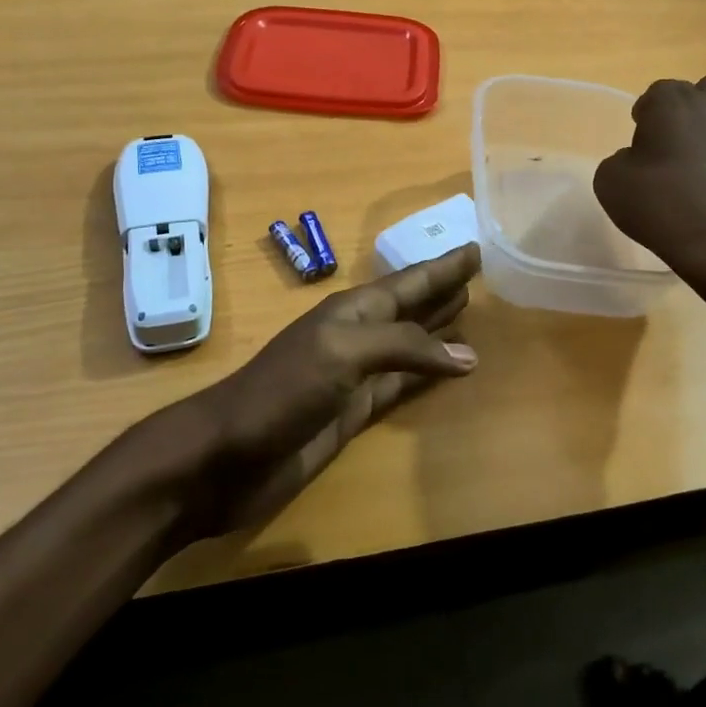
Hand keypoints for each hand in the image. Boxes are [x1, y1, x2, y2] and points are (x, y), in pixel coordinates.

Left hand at [190, 244, 480, 532]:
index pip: (409, 282)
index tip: (476, 249)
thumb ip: (403, 347)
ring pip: (409, 344)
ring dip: (437, 328)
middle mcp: (358, 335)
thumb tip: (467, 353)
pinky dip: (426, 374)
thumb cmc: (282, 392)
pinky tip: (448, 370)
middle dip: (441, 290)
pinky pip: (402, 383)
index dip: (442, 268)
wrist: (226, 457)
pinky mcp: (355, 412)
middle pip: (410, 306)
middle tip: (479, 275)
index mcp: (353, 311)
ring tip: (469, 311)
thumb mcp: (343, 353)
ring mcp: (355, 374)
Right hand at [594, 76, 705, 279]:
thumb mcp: (610, 182)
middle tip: (674, 147)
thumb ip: (621, 160)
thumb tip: (638, 160)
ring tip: (701, 178)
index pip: (657, 94)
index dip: (646, 117)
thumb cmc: (660, 206)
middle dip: (690, 112)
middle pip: (705, 94)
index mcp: (675, 102)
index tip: (640, 143)